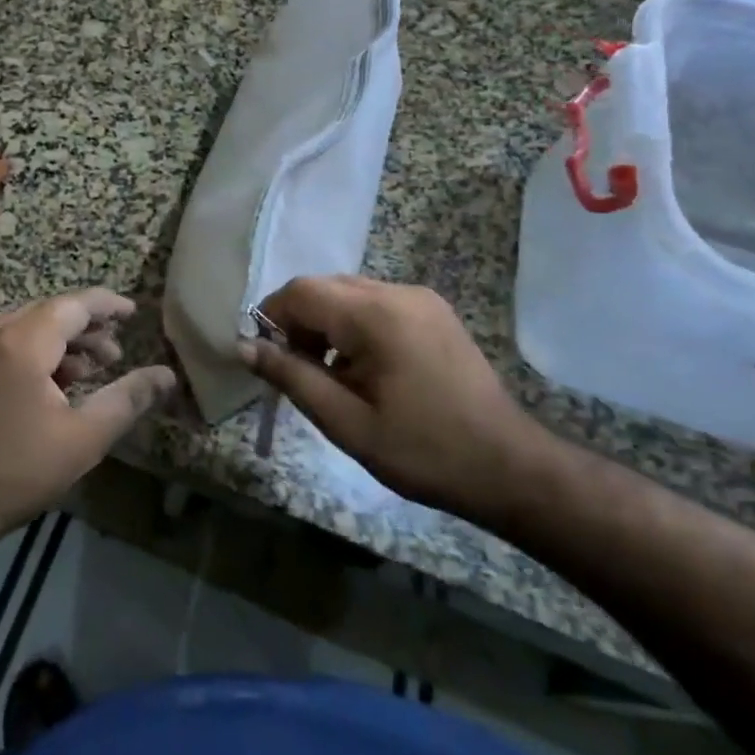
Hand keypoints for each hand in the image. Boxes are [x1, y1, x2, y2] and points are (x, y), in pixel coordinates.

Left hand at [0, 288, 174, 541]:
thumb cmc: (19, 471)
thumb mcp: (84, 437)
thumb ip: (128, 399)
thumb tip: (167, 375)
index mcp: (21, 342)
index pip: (73, 305)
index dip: (107, 305)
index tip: (133, 312)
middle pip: (48, 313)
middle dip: (85, 328)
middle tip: (115, 354)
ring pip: (26, 327)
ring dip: (60, 342)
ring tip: (91, 370)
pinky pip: (5, 343)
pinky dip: (34, 352)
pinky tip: (53, 383)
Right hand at [240, 275, 549, 526]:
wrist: (509, 467)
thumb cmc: (423, 451)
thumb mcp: (346, 423)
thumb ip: (292, 377)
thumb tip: (245, 347)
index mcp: (375, 314)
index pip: (301, 291)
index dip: (271, 317)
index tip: (265, 358)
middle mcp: (397, 291)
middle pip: (325, 287)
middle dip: (299, 322)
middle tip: (297, 372)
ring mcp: (420, 298)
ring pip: (349, 293)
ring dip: (326, 324)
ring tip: (331, 375)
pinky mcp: (434, 310)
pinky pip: (376, 303)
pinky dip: (355, 325)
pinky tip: (364, 368)